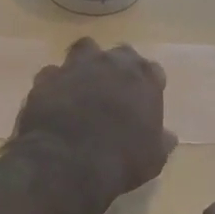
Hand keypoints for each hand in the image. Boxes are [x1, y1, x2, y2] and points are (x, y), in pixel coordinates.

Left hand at [14, 39, 176, 205]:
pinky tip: (54, 100)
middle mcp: (111, 63)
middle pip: (120, 54)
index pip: (153, 70)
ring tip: (83, 86)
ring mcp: (76, 66)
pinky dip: (55, 84)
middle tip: (114, 90)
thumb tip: (168, 136)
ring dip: (85, 64)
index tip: (144, 102)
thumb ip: (161, 140)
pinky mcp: (46, 78)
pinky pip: (52, 73)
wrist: (67, 163)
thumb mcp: (153, 158)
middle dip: (118, 68)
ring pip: (84, 50)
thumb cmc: (121, 160)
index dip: (148, 86)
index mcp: (143, 78)